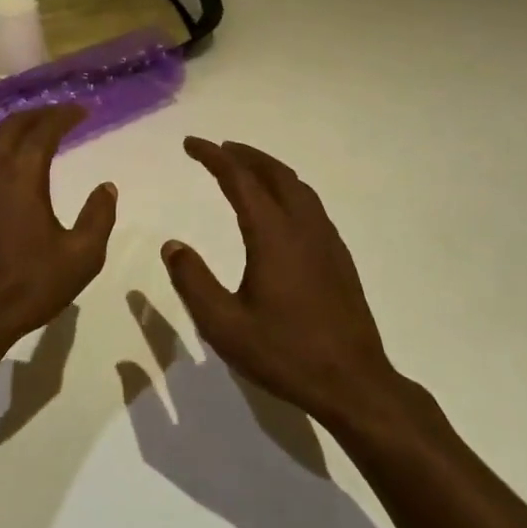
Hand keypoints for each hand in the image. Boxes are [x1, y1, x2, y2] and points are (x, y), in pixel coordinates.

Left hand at [0, 106, 116, 353]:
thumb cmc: (29, 285)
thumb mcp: (81, 257)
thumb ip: (98, 217)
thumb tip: (107, 187)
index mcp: (21, 178)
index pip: (42, 132)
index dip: (63, 116)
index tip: (82, 110)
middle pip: (11, 128)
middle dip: (37, 115)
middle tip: (61, 115)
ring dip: (14, 130)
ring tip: (36, 132)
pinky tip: (10, 166)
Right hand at [163, 138, 402, 433]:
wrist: (354, 383)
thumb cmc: (285, 353)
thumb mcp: (224, 325)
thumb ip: (193, 281)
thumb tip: (172, 245)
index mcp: (273, 235)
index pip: (240, 179)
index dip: (213, 157)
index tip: (191, 144)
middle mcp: (303, 227)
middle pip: (274, 174)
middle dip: (244, 155)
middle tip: (218, 149)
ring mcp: (326, 241)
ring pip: (298, 187)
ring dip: (268, 169)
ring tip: (246, 169)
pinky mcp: (339, 258)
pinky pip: (311, 205)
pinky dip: (288, 190)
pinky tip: (280, 209)